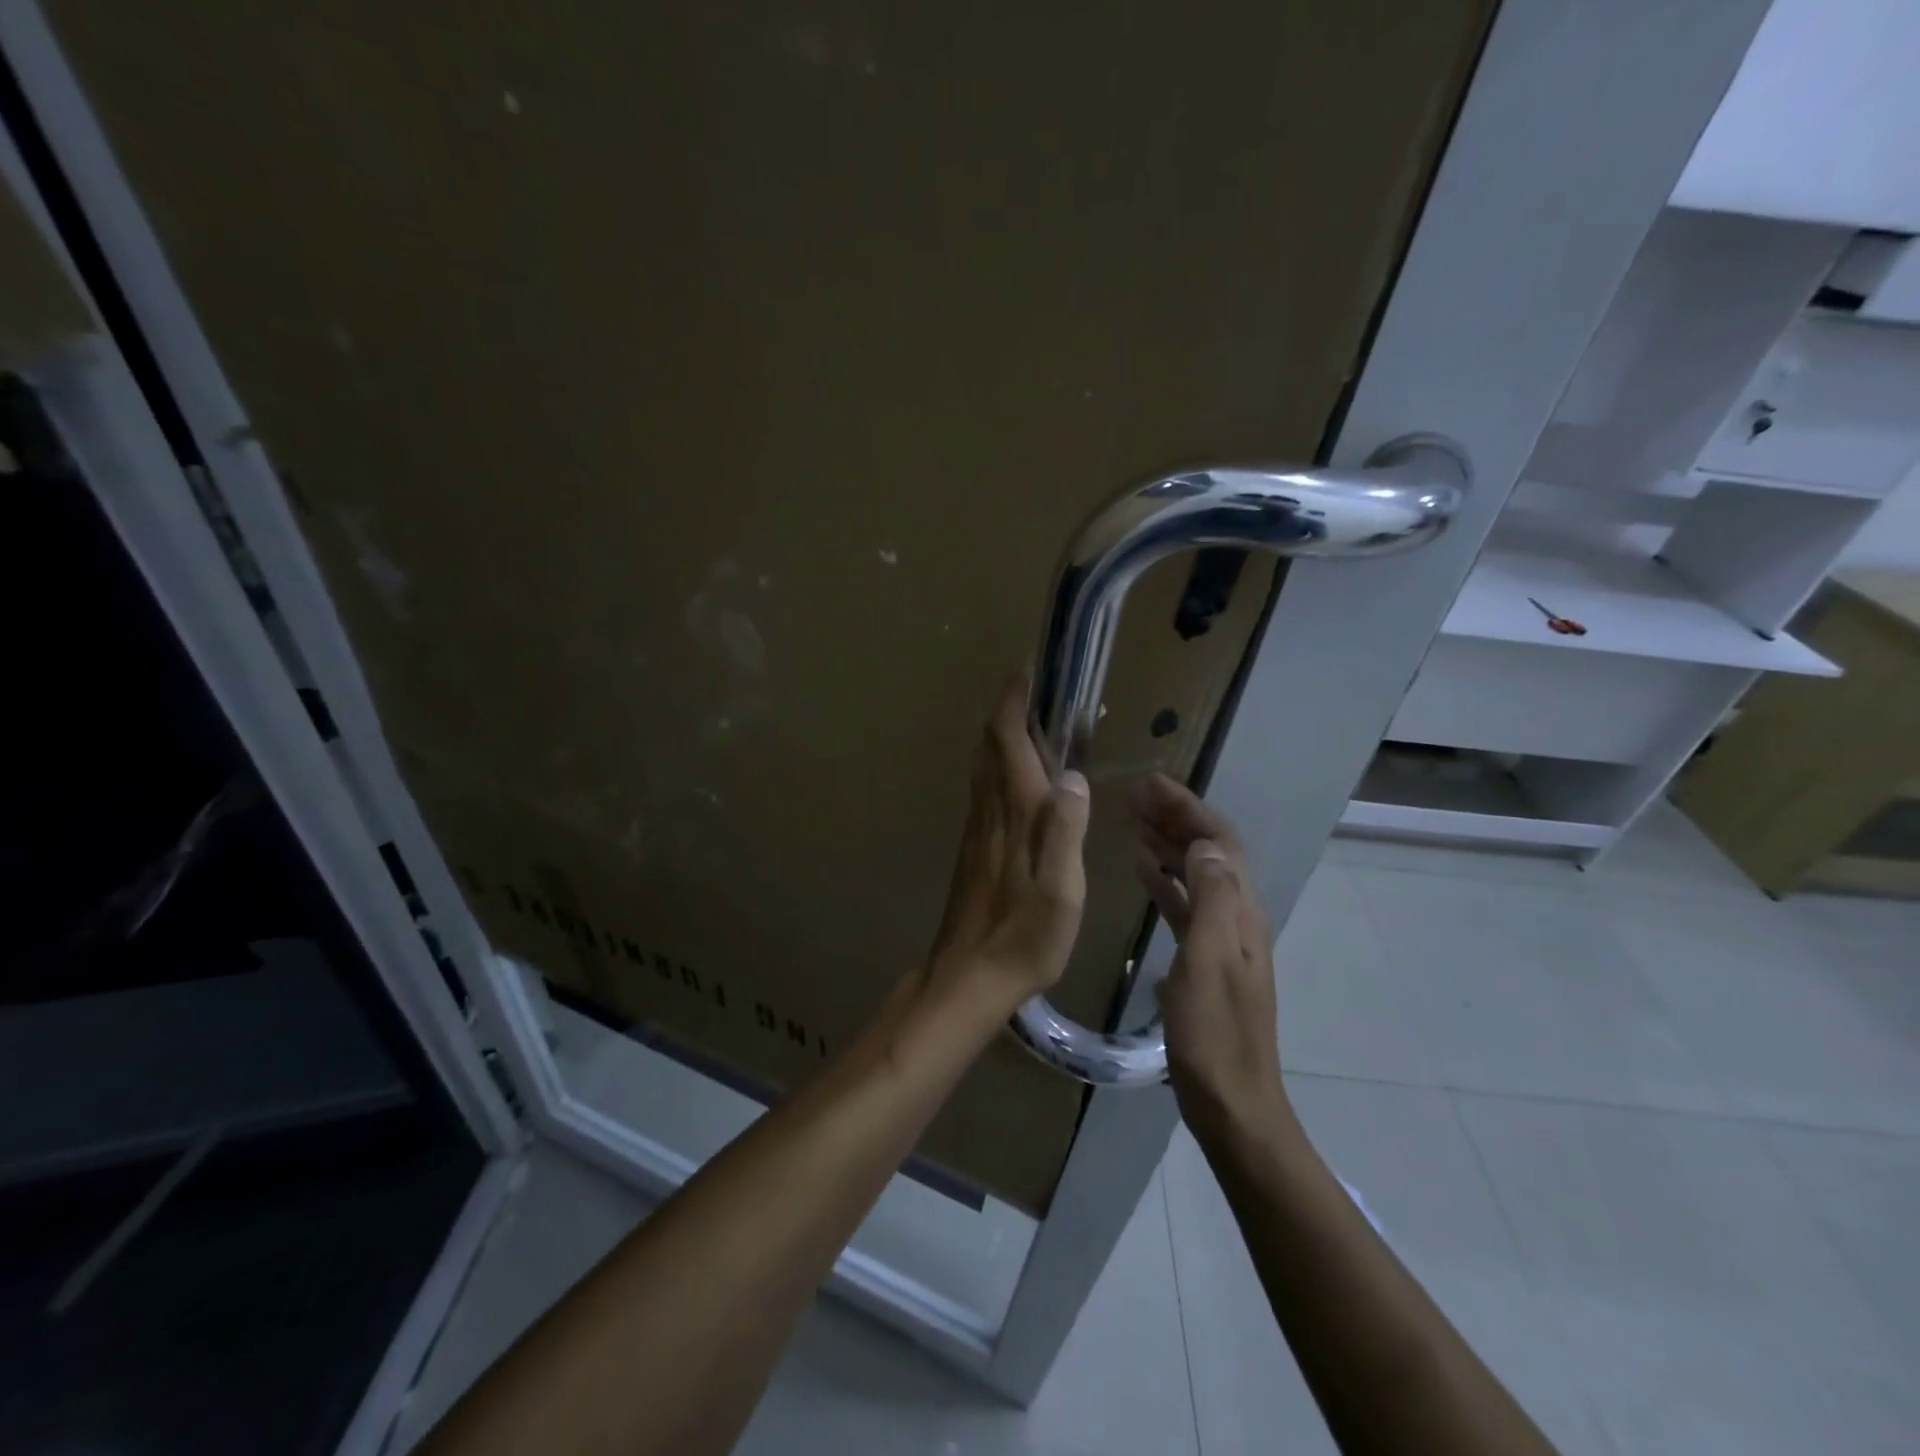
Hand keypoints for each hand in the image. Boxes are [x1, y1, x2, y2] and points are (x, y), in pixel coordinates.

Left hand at [926, 675, 1090, 1013]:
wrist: (968, 976)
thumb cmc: (1023, 938)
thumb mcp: (1061, 891)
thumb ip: (1065, 831)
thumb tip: (1071, 774)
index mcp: (1014, 815)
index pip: (1006, 742)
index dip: (1013, 704)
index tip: (1027, 673)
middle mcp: (989, 813)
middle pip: (988, 748)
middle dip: (1006, 713)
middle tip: (1034, 693)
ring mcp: (976, 832)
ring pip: (982, 769)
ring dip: (1000, 739)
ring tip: (1029, 726)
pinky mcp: (972, 851)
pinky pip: (983, 793)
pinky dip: (997, 769)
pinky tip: (1014, 782)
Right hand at [1131, 774, 1284, 1133]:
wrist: (1233, 1102)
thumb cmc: (1214, 1034)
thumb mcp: (1208, 963)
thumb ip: (1209, 901)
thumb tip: (1204, 844)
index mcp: (1240, 913)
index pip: (1220, 842)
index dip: (1189, 809)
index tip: (1153, 784)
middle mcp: (1236, 917)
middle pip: (1209, 852)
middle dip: (1176, 818)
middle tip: (1135, 795)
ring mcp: (1222, 938)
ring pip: (1196, 874)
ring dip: (1169, 844)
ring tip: (1133, 821)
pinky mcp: (1205, 959)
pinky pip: (1186, 904)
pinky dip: (1166, 881)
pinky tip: (1143, 872)